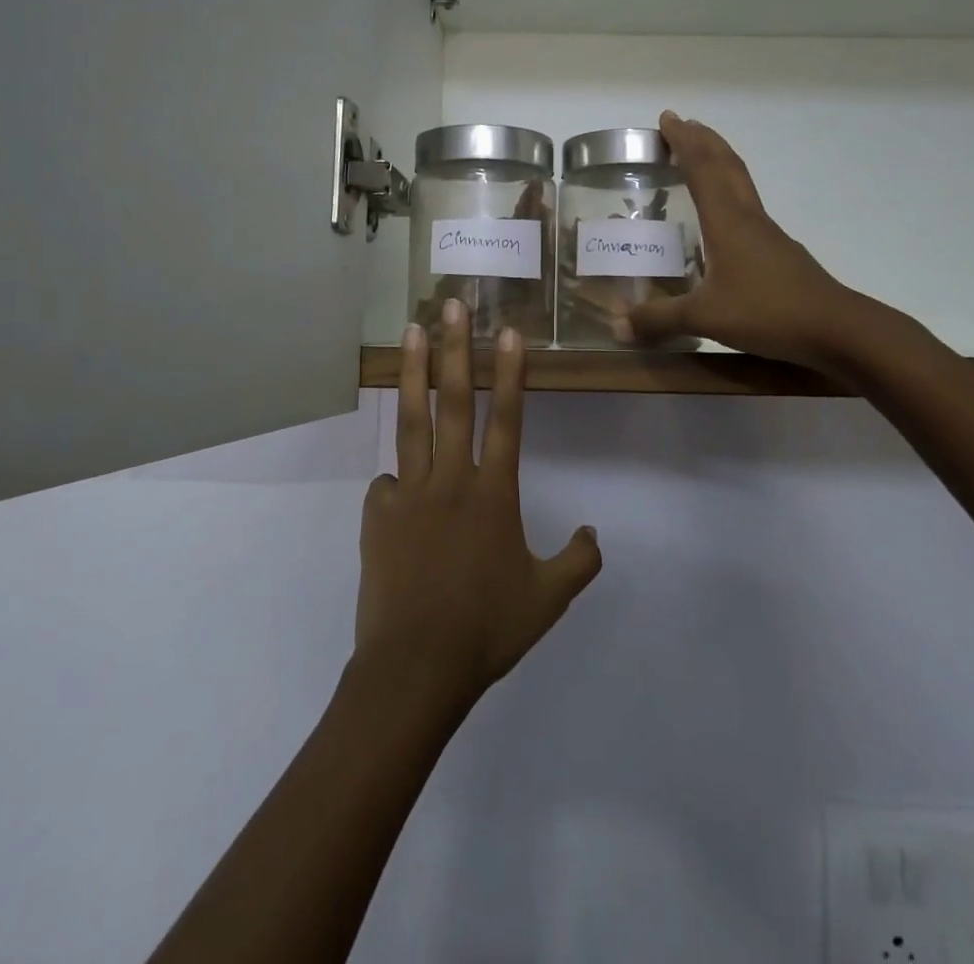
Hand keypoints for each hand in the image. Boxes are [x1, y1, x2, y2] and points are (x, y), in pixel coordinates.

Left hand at [354, 302, 602, 710]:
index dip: (509, 373)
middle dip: (454, 349)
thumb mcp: (548, 600)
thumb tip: (594, 534)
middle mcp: (452, 481)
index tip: (508, 332)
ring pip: (412, 421)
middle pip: (453, 402)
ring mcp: (410, 494)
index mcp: (494, 494)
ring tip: (410, 332)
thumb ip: (578, 562)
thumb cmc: (487, 630)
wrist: (416, 667)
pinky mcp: (378, 515)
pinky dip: (396, 478)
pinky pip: (387, 484)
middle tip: (450, 306)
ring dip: (413, 372)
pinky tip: (396, 488)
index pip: (506, 420)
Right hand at [621, 112, 907, 370]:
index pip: (702, 169)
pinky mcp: (778, 250)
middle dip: (703, 141)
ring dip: (719, 161)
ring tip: (701, 155)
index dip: (683, 142)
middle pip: (726, 165)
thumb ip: (660, 319)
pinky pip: (747, 206)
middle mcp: (748, 217)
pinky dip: (729, 192)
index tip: (667, 118)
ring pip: (740, 183)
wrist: (835, 327)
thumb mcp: (705, 317)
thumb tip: (618, 327)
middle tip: (682, 124)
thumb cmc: (768, 312)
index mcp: (727, 221)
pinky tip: (723, 215)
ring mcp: (767, 233)